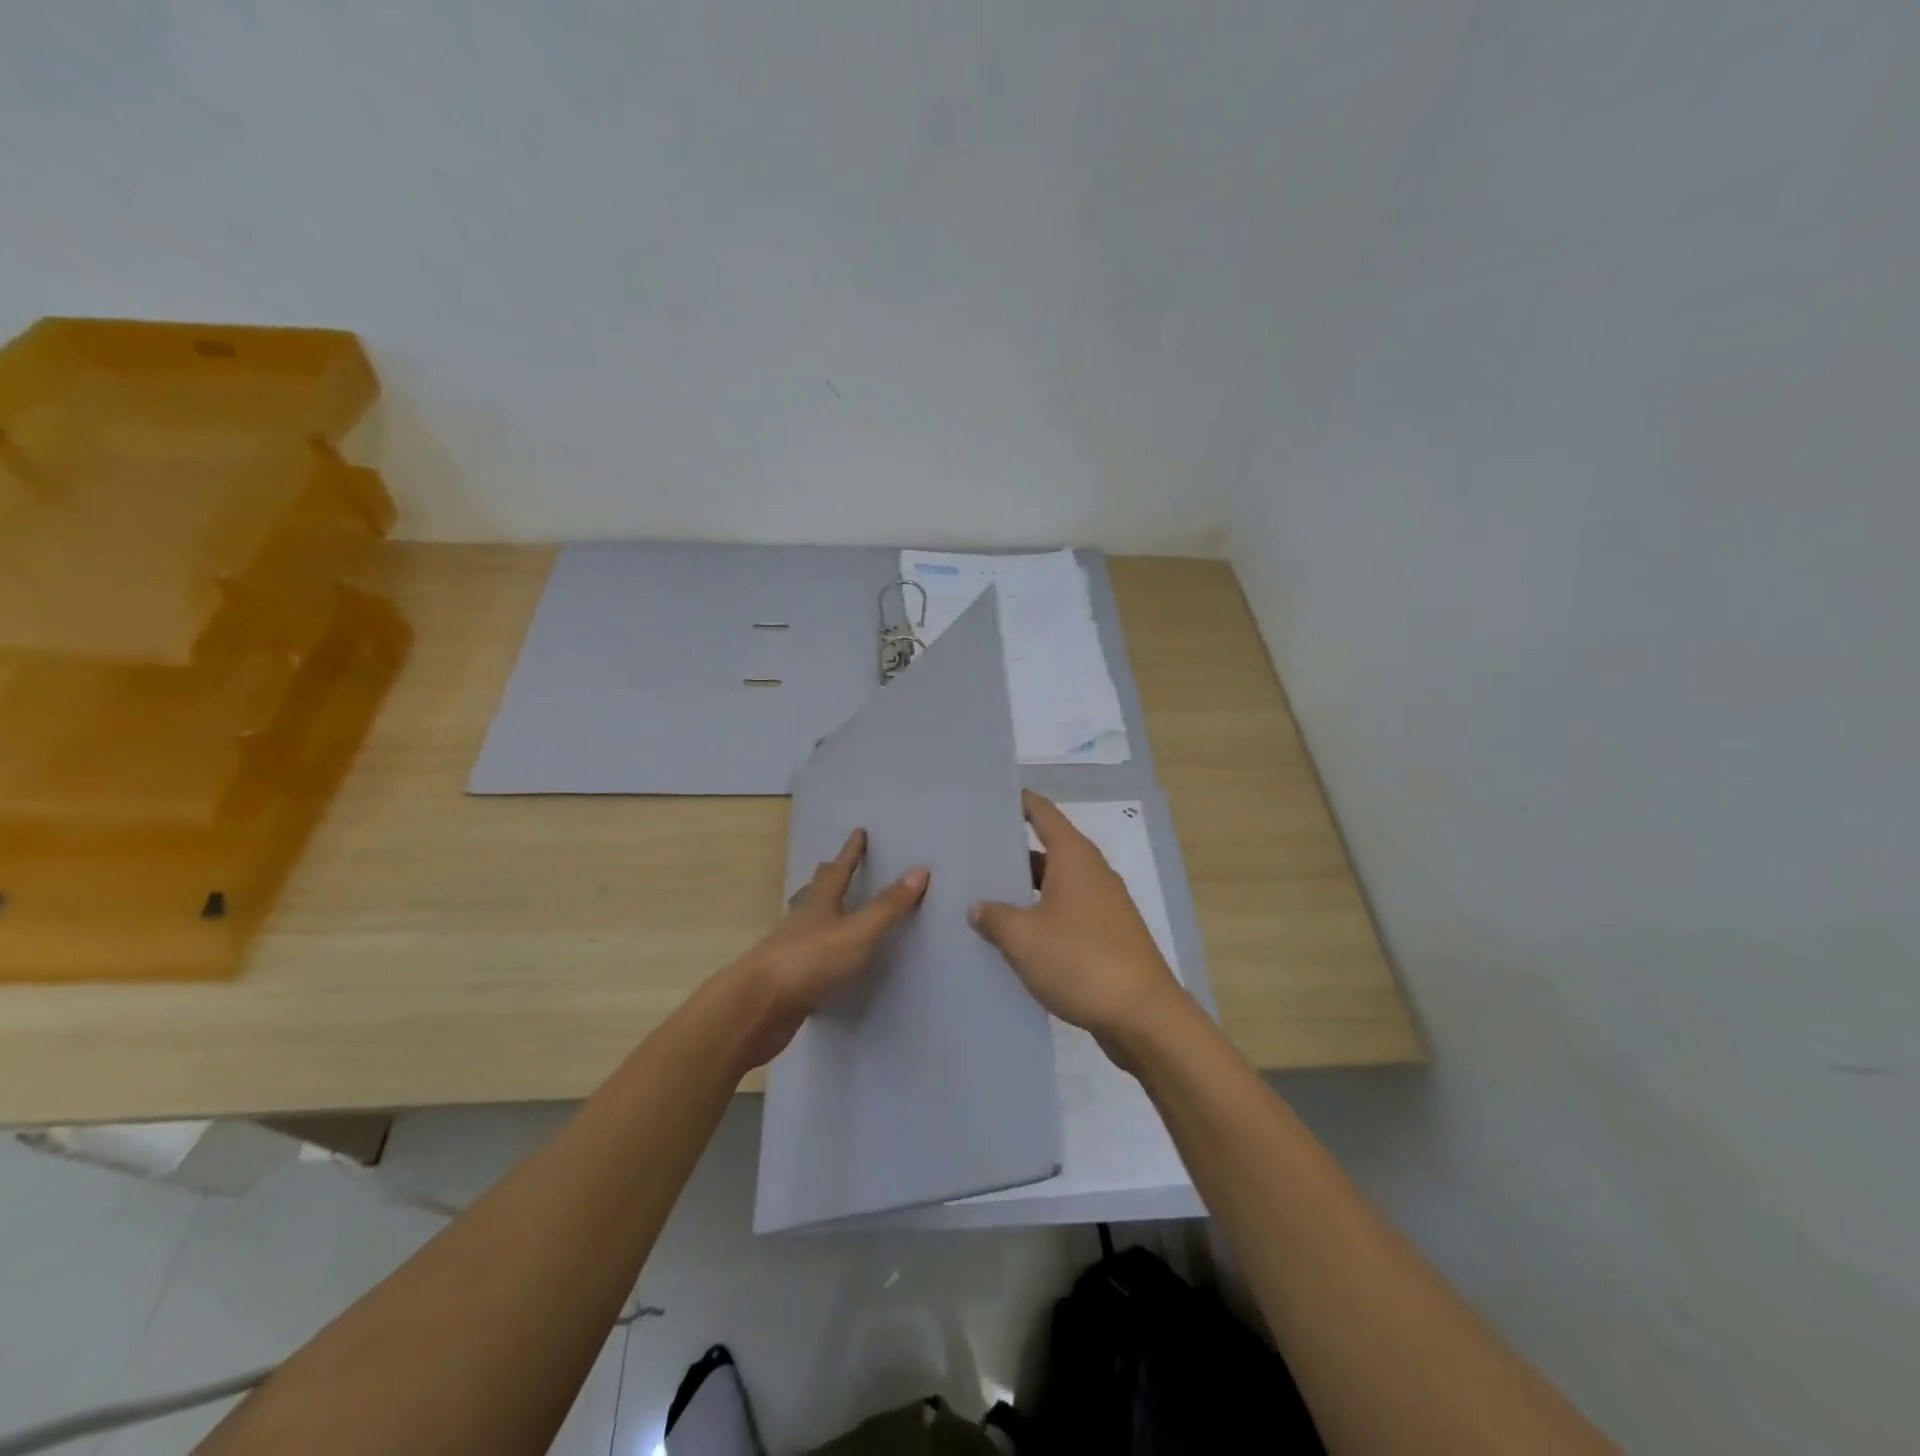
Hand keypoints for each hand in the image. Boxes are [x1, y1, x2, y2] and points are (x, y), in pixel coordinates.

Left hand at [730, 828, 928, 1067]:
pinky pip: (805, 953)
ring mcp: (790, 949)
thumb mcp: (859, 932)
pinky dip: (814, 946)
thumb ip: (888, 906)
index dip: (851, 852)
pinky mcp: (786, 978)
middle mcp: (802, 920)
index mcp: (820, 903)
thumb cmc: (811, 960)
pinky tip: (818, 957)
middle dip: (827, 876)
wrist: (759, 1006)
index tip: (858, 832)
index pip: (840, 870)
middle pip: (815, 891)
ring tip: (820, 905)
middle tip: (830, 864)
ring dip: (815, 909)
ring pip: (805, 920)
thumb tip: (919, 870)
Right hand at [968, 790, 1184, 1052]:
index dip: (1017, 801)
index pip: (1042, 813)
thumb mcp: (1023, 936)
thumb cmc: (1079, 960)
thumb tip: (978, 908)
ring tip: (981, 897)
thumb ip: (994, 916)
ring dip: (1022, 891)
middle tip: (969, 854)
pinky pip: (1065, 914)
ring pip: (1053, 886)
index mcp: (1074, 856)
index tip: (987, 797)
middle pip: (1045, 849)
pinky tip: (1011, 937)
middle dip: (1010, 852)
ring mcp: (1102, 905)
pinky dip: (1039, 918)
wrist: (1142, 1015)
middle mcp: (1091, 872)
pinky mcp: (1106, 936)